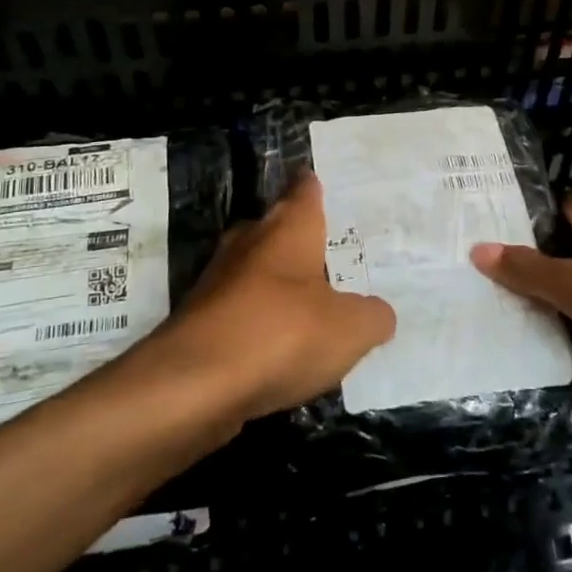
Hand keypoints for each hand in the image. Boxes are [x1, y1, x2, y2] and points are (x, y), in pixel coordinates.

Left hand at [162, 173, 395, 418]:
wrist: (192, 387)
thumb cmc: (281, 334)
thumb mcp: (350, 329)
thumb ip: (372, 317)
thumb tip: (379, 314)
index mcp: (287, 228)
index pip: (304, 190)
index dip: (315, 187)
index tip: (324, 184)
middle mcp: (249, 243)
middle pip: (276, 228)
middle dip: (298, 238)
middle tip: (331, 252)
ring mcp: (218, 282)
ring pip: (254, 271)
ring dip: (277, 284)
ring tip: (311, 303)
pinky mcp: (199, 323)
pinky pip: (239, 311)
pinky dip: (258, 322)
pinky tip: (278, 346)